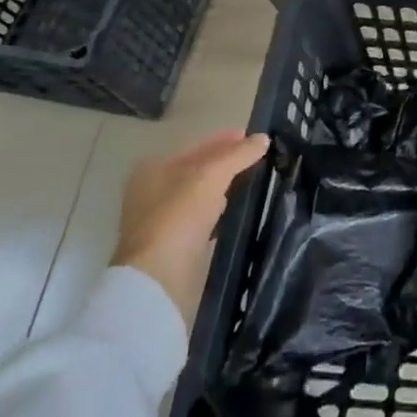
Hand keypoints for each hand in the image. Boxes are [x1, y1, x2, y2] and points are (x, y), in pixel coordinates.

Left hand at [112, 130, 268, 323]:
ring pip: (201, 195)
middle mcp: (152, 192)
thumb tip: (263, 138)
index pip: (197, 146)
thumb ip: (238, 154)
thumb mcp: (212, 175)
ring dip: (225, 187)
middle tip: (259, 157)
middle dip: (227, 163)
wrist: (158, 278)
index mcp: (154, 169)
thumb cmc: (180, 215)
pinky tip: (236, 209)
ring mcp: (161, 220)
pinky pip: (202, 218)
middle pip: (198, 170)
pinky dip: (219, 211)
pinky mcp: (172, 245)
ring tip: (254, 179)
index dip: (225, 139)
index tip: (253, 137)